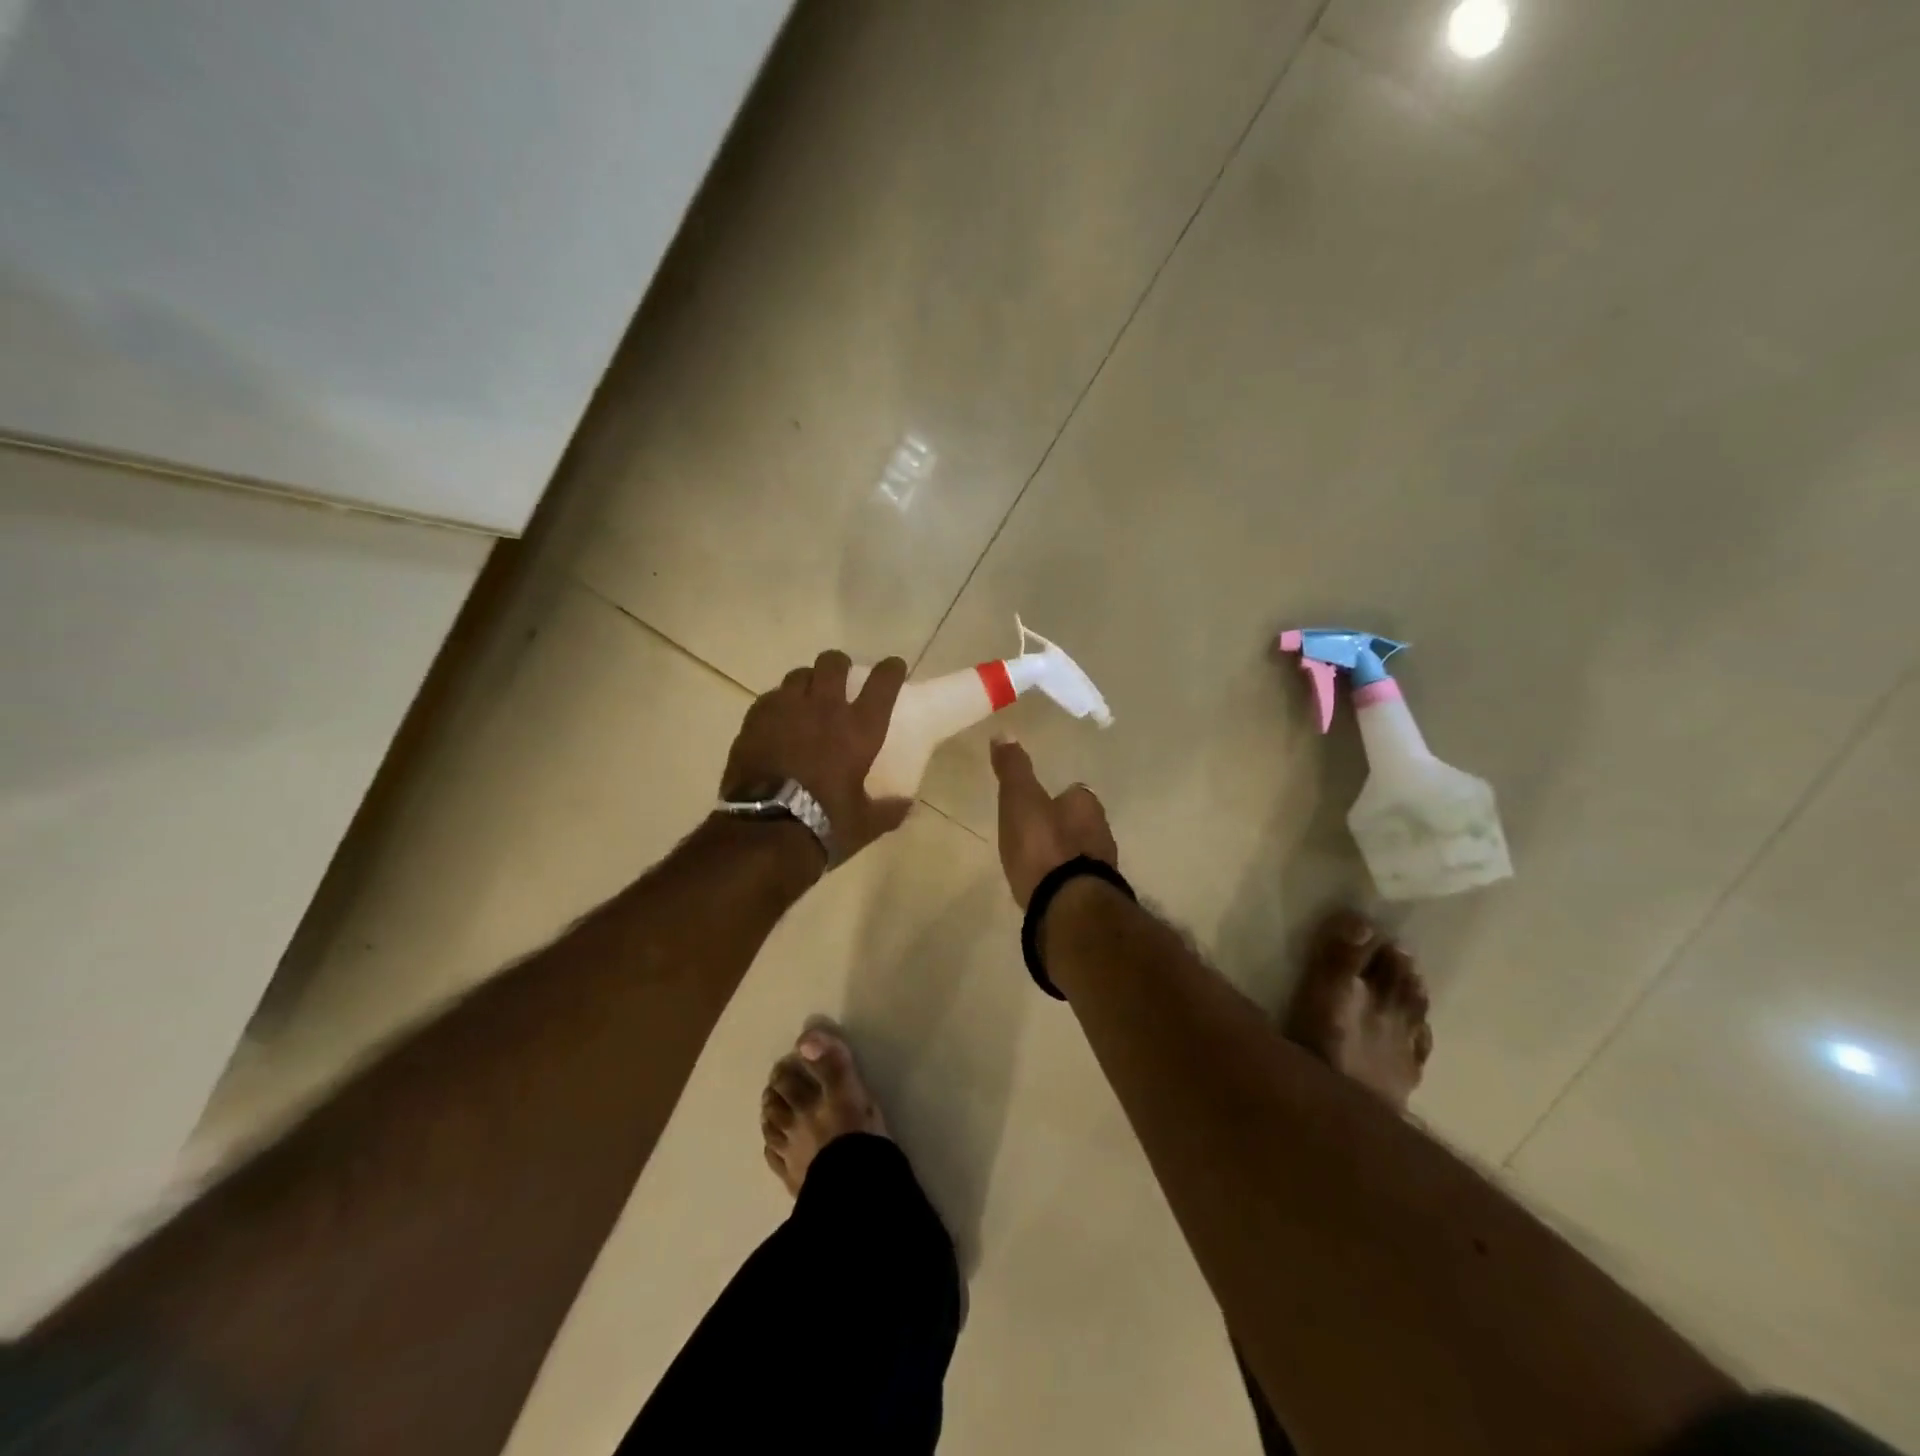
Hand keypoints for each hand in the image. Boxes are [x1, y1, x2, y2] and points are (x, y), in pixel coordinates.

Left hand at [721, 651, 912, 863]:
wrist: (765, 831)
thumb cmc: (824, 824)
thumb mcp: (865, 823)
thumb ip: (889, 809)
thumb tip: (905, 804)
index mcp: (860, 729)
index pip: (883, 683)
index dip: (891, 670)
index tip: (893, 667)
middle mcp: (825, 708)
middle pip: (833, 663)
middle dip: (840, 665)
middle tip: (841, 678)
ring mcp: (787, 709)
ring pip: (799, 674)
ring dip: (808, 681)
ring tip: (807, 697)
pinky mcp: (755, 719)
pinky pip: (771, 697)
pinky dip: (779, 703)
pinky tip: (779, 719)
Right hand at [989, 736, 1119, 907]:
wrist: (1066, 905)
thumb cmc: (1043, 845)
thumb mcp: (1020, 799)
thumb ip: (1013, 769)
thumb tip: (1004, 732)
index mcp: (1086, 805)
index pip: (1074, 794)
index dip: (1056, 798)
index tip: (1037, 804)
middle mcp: (1102, 833)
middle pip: (1080, 824)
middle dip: (1061, 827)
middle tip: (1034, 834)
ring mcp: (1101, 869)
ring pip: (1080, 853)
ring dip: (1063, 856)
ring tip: (1037, 863)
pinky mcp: (1094, 898)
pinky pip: (1076, 881)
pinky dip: (1063, 881)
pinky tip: (1046, 887)